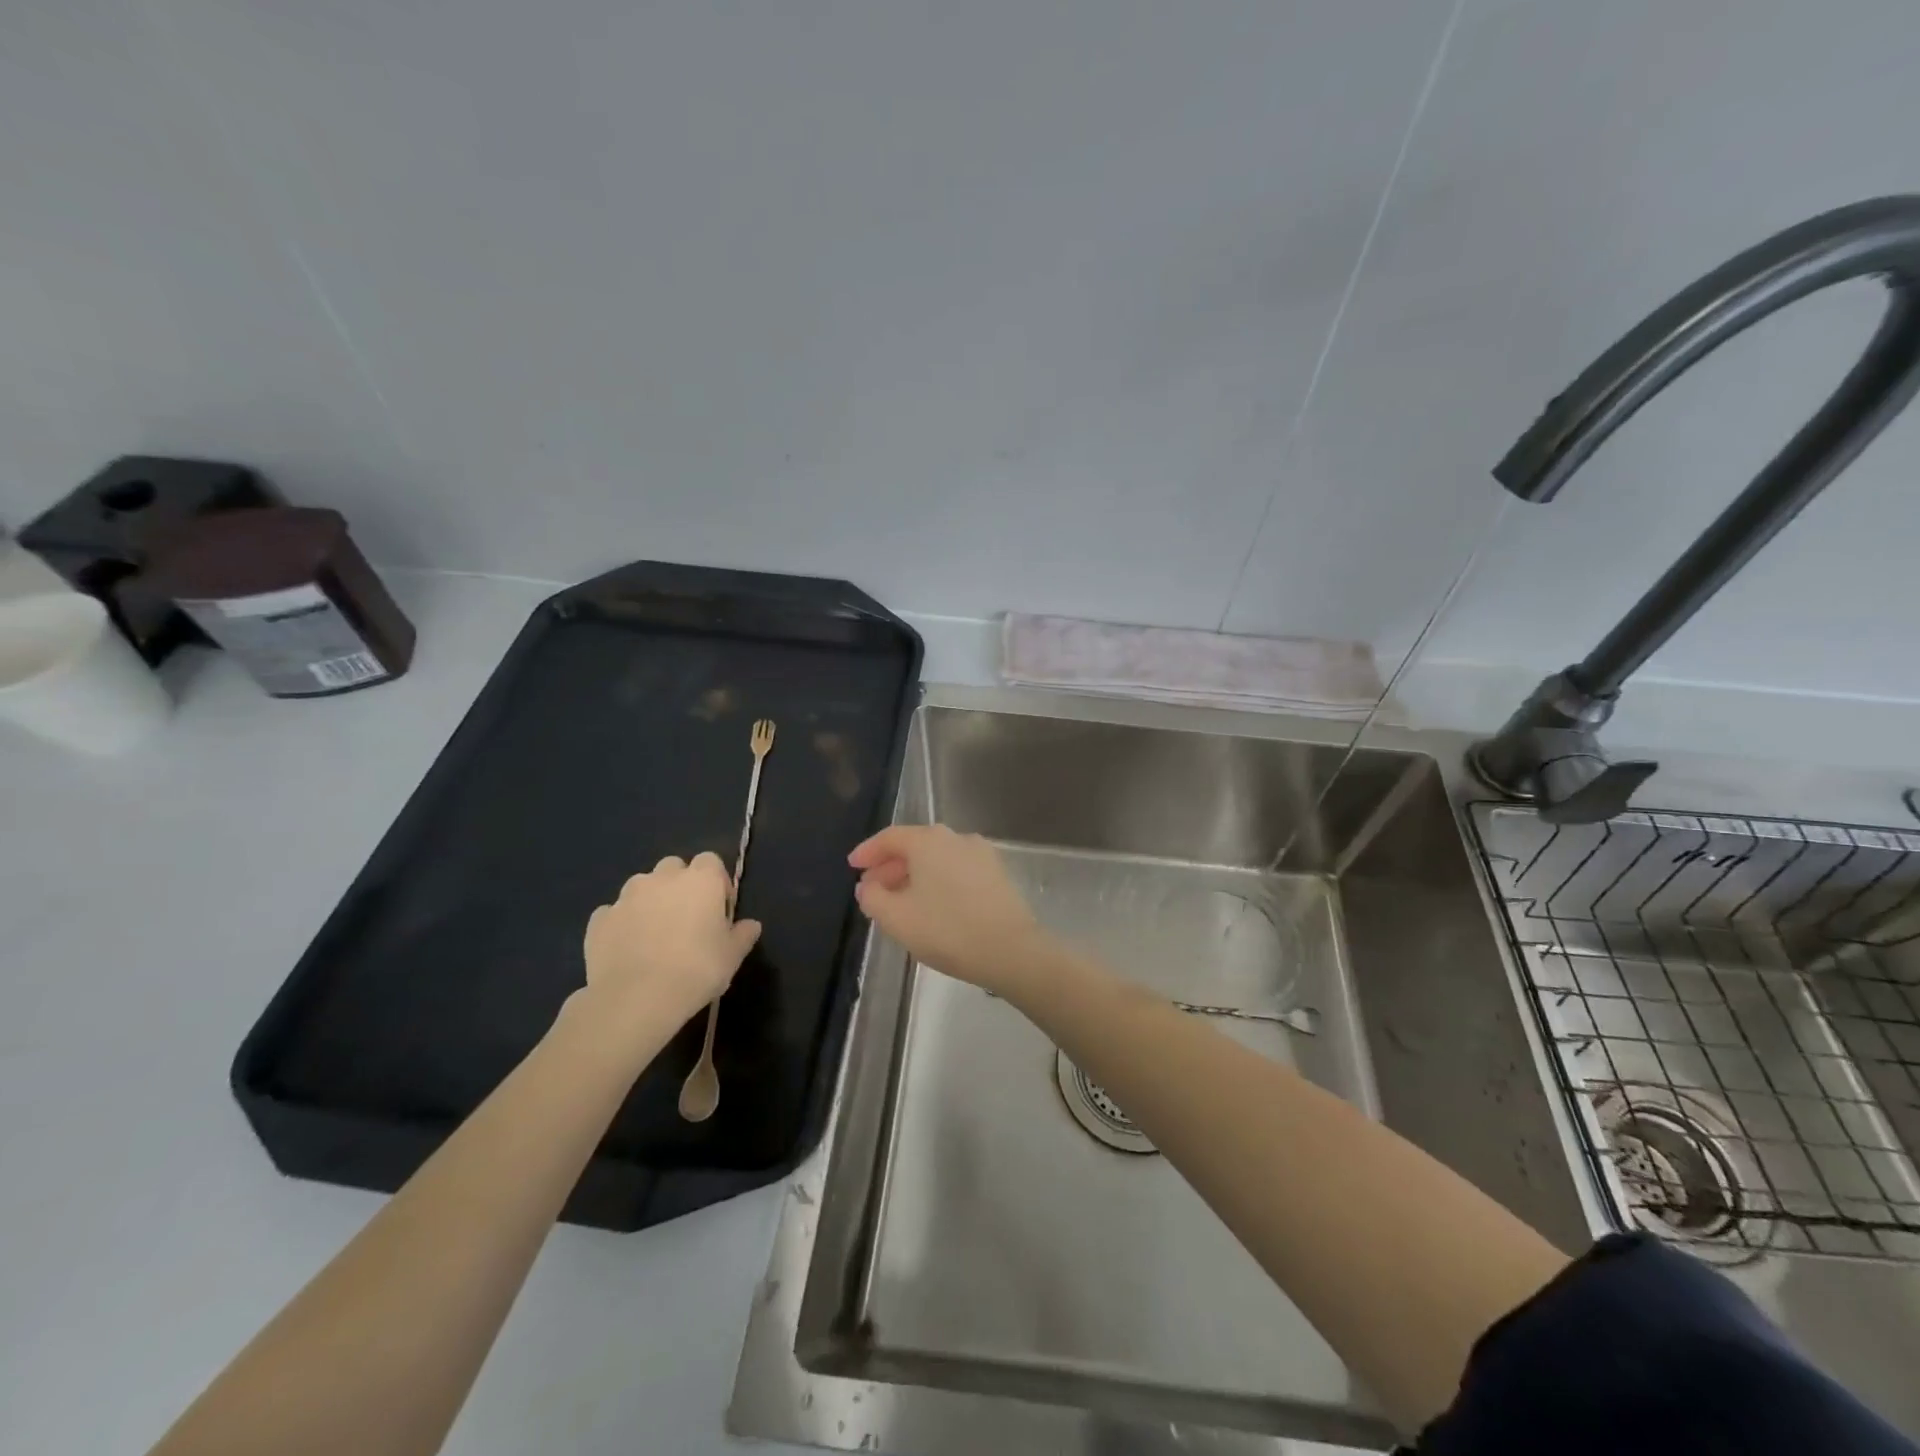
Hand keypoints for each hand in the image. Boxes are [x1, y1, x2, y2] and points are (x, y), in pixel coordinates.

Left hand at [581, 853, 761, 1033]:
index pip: (711, 862)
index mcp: (701, 880)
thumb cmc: (696, 971)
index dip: (716, 882)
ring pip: (642, 887)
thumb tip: (751, 925)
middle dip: (680, 886)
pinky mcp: (600, 919)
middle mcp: (663, 878)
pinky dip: (622, 924)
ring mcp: (627, 897)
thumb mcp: (732, 956)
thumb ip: (743, 935)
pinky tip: (627, 949)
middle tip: (686, 919)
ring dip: (650, 901)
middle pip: (674, 868)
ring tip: (654, 935)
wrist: (636, 999)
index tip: (718, 910)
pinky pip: (614, 913)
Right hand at [848, 826, 1048, 993]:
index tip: (852, 866)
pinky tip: (932, 906)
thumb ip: (872, 898)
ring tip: (900, 901)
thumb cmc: (947, 930)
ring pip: (937, 858)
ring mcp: (981, 854)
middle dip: (890, 866)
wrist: (1011, 950)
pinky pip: (956, 870)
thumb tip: (867, 886)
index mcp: (929, 841)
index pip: (890, 837)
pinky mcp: (997, 873)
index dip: (868, 851)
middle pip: (915, 845)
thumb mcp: (896, 918)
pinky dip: (937, 881)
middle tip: (872, 889)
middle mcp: (956, 838)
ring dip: (914, 875)